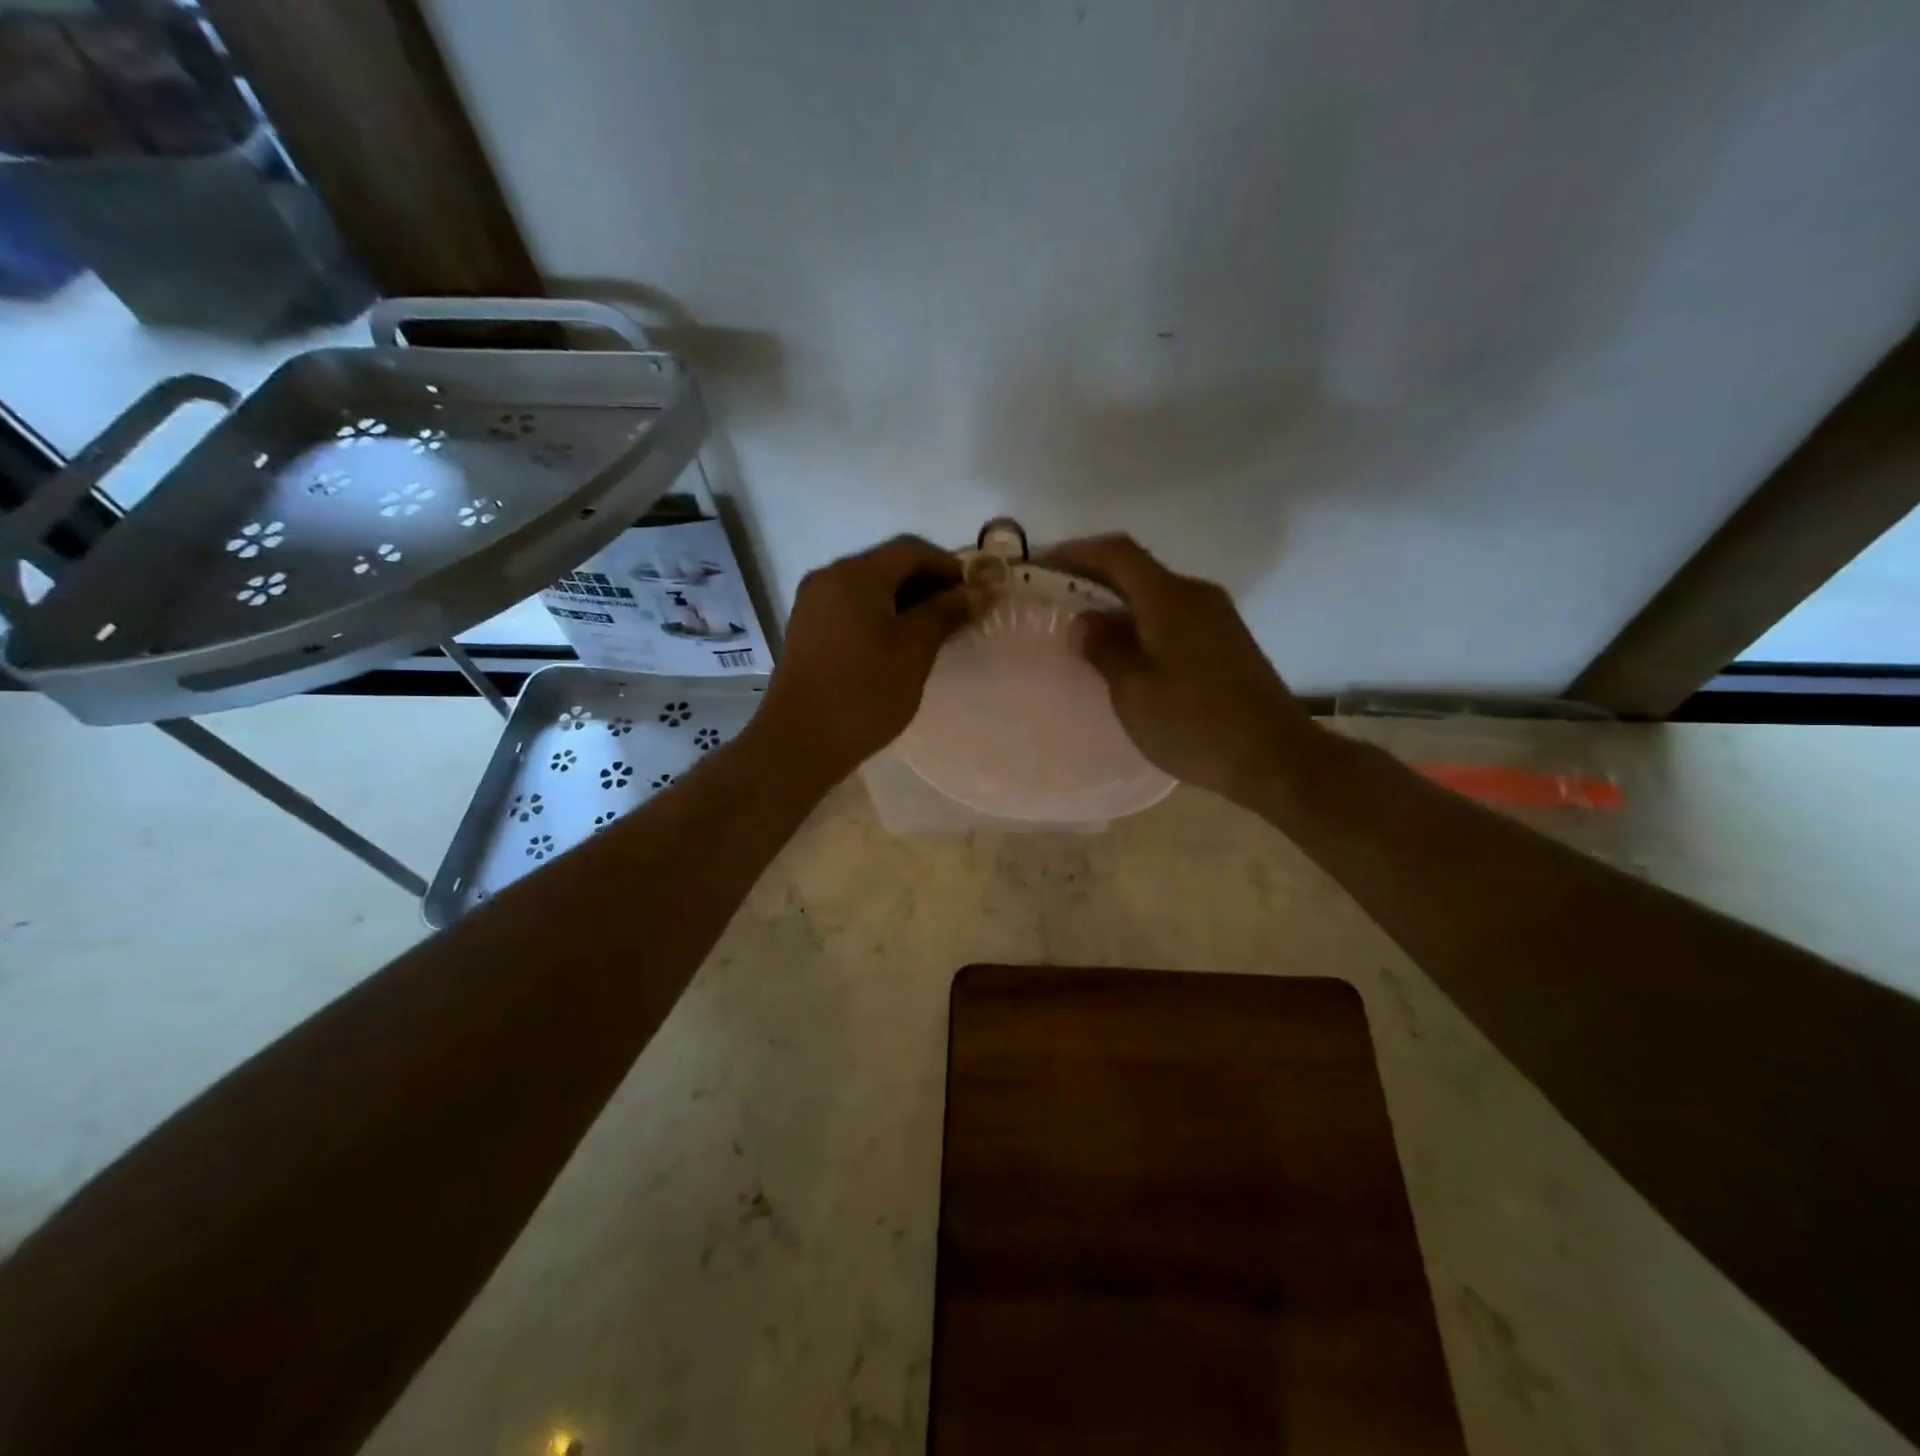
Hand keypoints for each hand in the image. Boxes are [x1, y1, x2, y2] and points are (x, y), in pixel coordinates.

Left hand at [762, 535, 973, 780]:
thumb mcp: (915, 649)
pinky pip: (851, 609)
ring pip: (868, 589)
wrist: (802, 740)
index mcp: (856, 574)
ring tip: (933, 633)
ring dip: (904, 602)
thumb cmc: (866, 691)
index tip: (975, 594)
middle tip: (958, 615)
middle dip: (927, 584)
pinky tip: (897, 645)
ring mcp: (813, 605)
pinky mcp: (806, 631)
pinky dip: (879, 617)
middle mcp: (829, 578)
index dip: (949, 566)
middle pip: (887, 565)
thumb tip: (978, 591)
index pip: (911, 550)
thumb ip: (946, 612)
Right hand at [1044, 535, 1323, 803]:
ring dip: (1118, 602)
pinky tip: (1125, 650)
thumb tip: (1086, 621)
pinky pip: (1173, 615)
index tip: (1042, 565)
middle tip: (1055, 598)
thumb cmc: (1195, 725)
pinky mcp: (1226, 641)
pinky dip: (1142, 621)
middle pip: (1137, 569)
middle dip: (1093, 576)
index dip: (1076, 552)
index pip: (1117, 553)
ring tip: (1084, 627)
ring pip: (1156, 594)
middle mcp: (1196, 595)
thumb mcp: (1134, 692)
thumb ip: (1105, 649)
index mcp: (1170, 598)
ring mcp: (1217, 617)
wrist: (1275, 758)